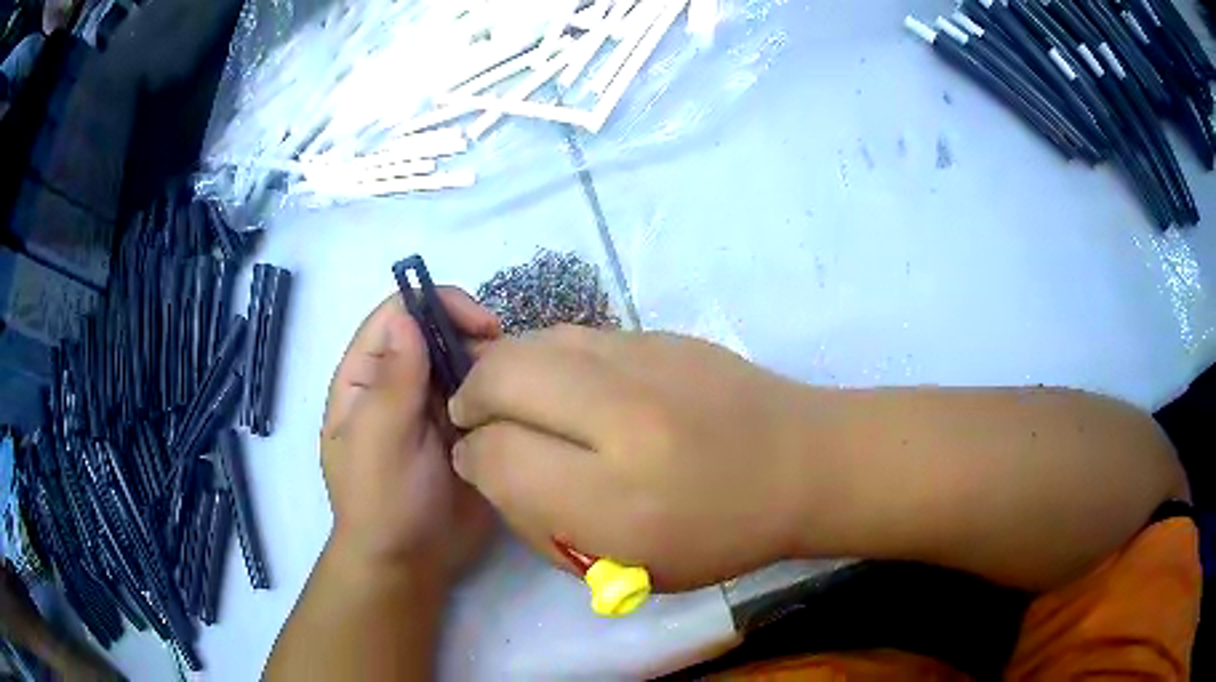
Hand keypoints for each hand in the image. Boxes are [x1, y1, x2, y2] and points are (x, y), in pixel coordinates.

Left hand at [321, 289, 500, 584]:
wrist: (410, 564)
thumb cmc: (383, 502)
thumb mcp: (380, 441)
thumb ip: (393, 381)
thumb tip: (406, 314)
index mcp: (365, 377)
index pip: (397, 314)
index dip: (437, 306)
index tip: (482, 326)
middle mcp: (398, 382)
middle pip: (435, 332)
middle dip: (471, 336)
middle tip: (507, 363)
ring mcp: (431, 407)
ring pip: (462, 362)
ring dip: (489, 366)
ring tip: (517, 388)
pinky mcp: (461, 430)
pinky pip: (481, 397)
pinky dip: (500, 394)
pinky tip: (519, 407)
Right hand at [448, 326, 815, 590]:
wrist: (804, 464)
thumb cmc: (719, 535)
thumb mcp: (626, 565)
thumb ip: (540, 520)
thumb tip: (487, 464)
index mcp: (619, 499)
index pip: (498, 455)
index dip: (474, 458)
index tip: (479, 462)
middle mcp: (628, 417)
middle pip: (503, 375)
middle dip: (472, 397)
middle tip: (477, 418)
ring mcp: (648, 361)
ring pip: (533, 341)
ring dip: (504, 368)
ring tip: (511, 397)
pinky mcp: (662, 333)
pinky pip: (575, 334)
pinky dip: (548, 356)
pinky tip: (563, 383)